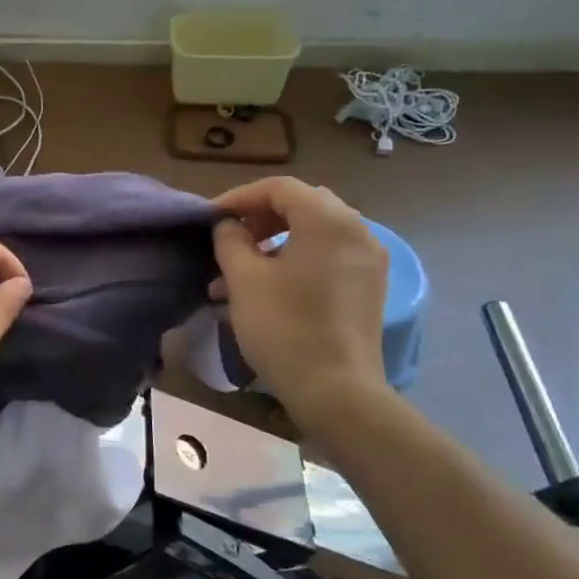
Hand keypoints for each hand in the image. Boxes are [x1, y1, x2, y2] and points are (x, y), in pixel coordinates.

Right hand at [211, 177, 390, 429]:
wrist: (336, 390)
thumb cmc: (284, 327)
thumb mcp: (244, 279)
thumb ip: (230, 240)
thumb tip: (227, 225)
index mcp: (328, 220)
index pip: (279, 188)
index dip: (239, 197)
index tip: (210, 219)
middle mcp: (356, 230)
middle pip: (300, 206)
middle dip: (258, 218)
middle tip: (227, 239)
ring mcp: (368, 260)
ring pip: (312, 234)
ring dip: (272, 243)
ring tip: (235, 273)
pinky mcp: (368, 287)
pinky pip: (327, 257)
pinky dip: (295, 260)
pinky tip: (265, 289)